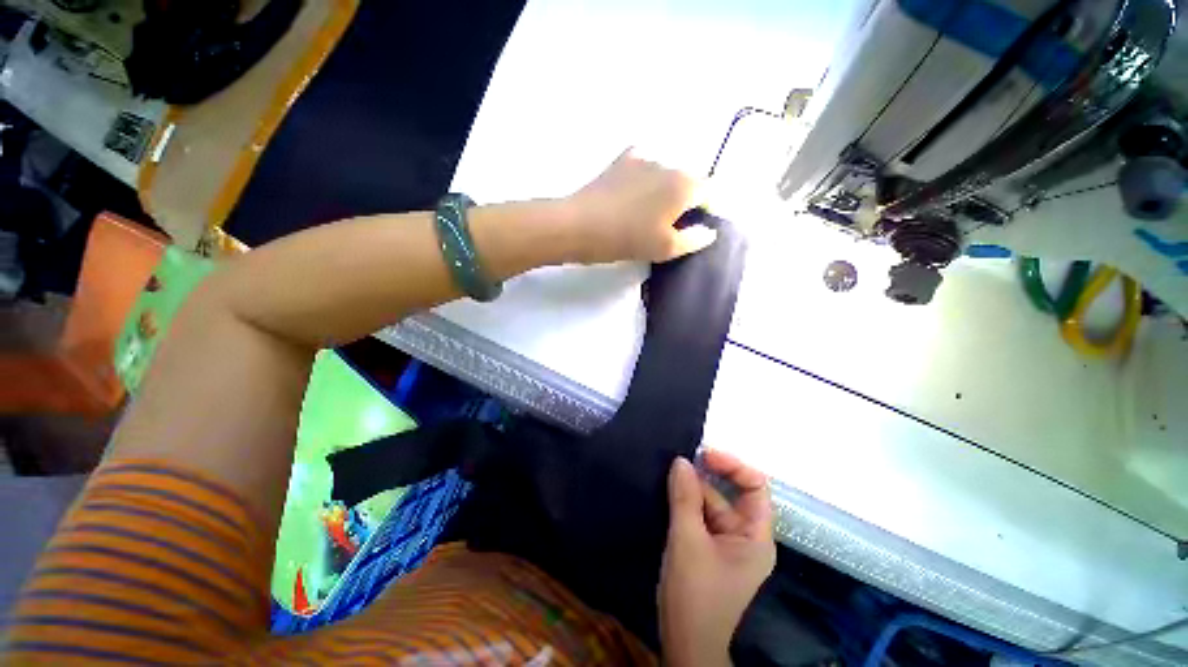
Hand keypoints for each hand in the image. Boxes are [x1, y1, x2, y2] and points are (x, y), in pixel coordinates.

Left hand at [562, 149, 716, 264]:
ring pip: (666, 173)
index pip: (709, 191)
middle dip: (686, 200)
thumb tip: (709, 231)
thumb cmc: (627, 239)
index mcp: (684, 185)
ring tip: (647, 212)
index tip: (695, 226)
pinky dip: (645, 179)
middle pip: (688, 180)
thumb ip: (694, 239)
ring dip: (664, 189)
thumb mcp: (665, 248)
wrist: (581, 225)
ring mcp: (644, 158)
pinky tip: (633, 194)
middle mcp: (669, 164)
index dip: (707, 209)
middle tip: (670, 224)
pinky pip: (644, 166)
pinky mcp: (622, 160)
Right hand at [659, 451, 775, 666]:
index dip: (733, 466)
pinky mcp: (709, 548)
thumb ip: (685, 498)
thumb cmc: (694, 594)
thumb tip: (681, 461)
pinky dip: (686, 503)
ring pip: (711, 504)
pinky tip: (669, 493)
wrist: (684, 642)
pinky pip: (700, 516)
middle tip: (677, 463)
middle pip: (729, 494)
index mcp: (755, 537)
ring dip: (691, 490)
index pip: (755, 488)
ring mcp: (727, 543)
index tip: (704, 455)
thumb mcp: (687, 540)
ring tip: (667, 476)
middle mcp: (745, 537)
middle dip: (705, 478)